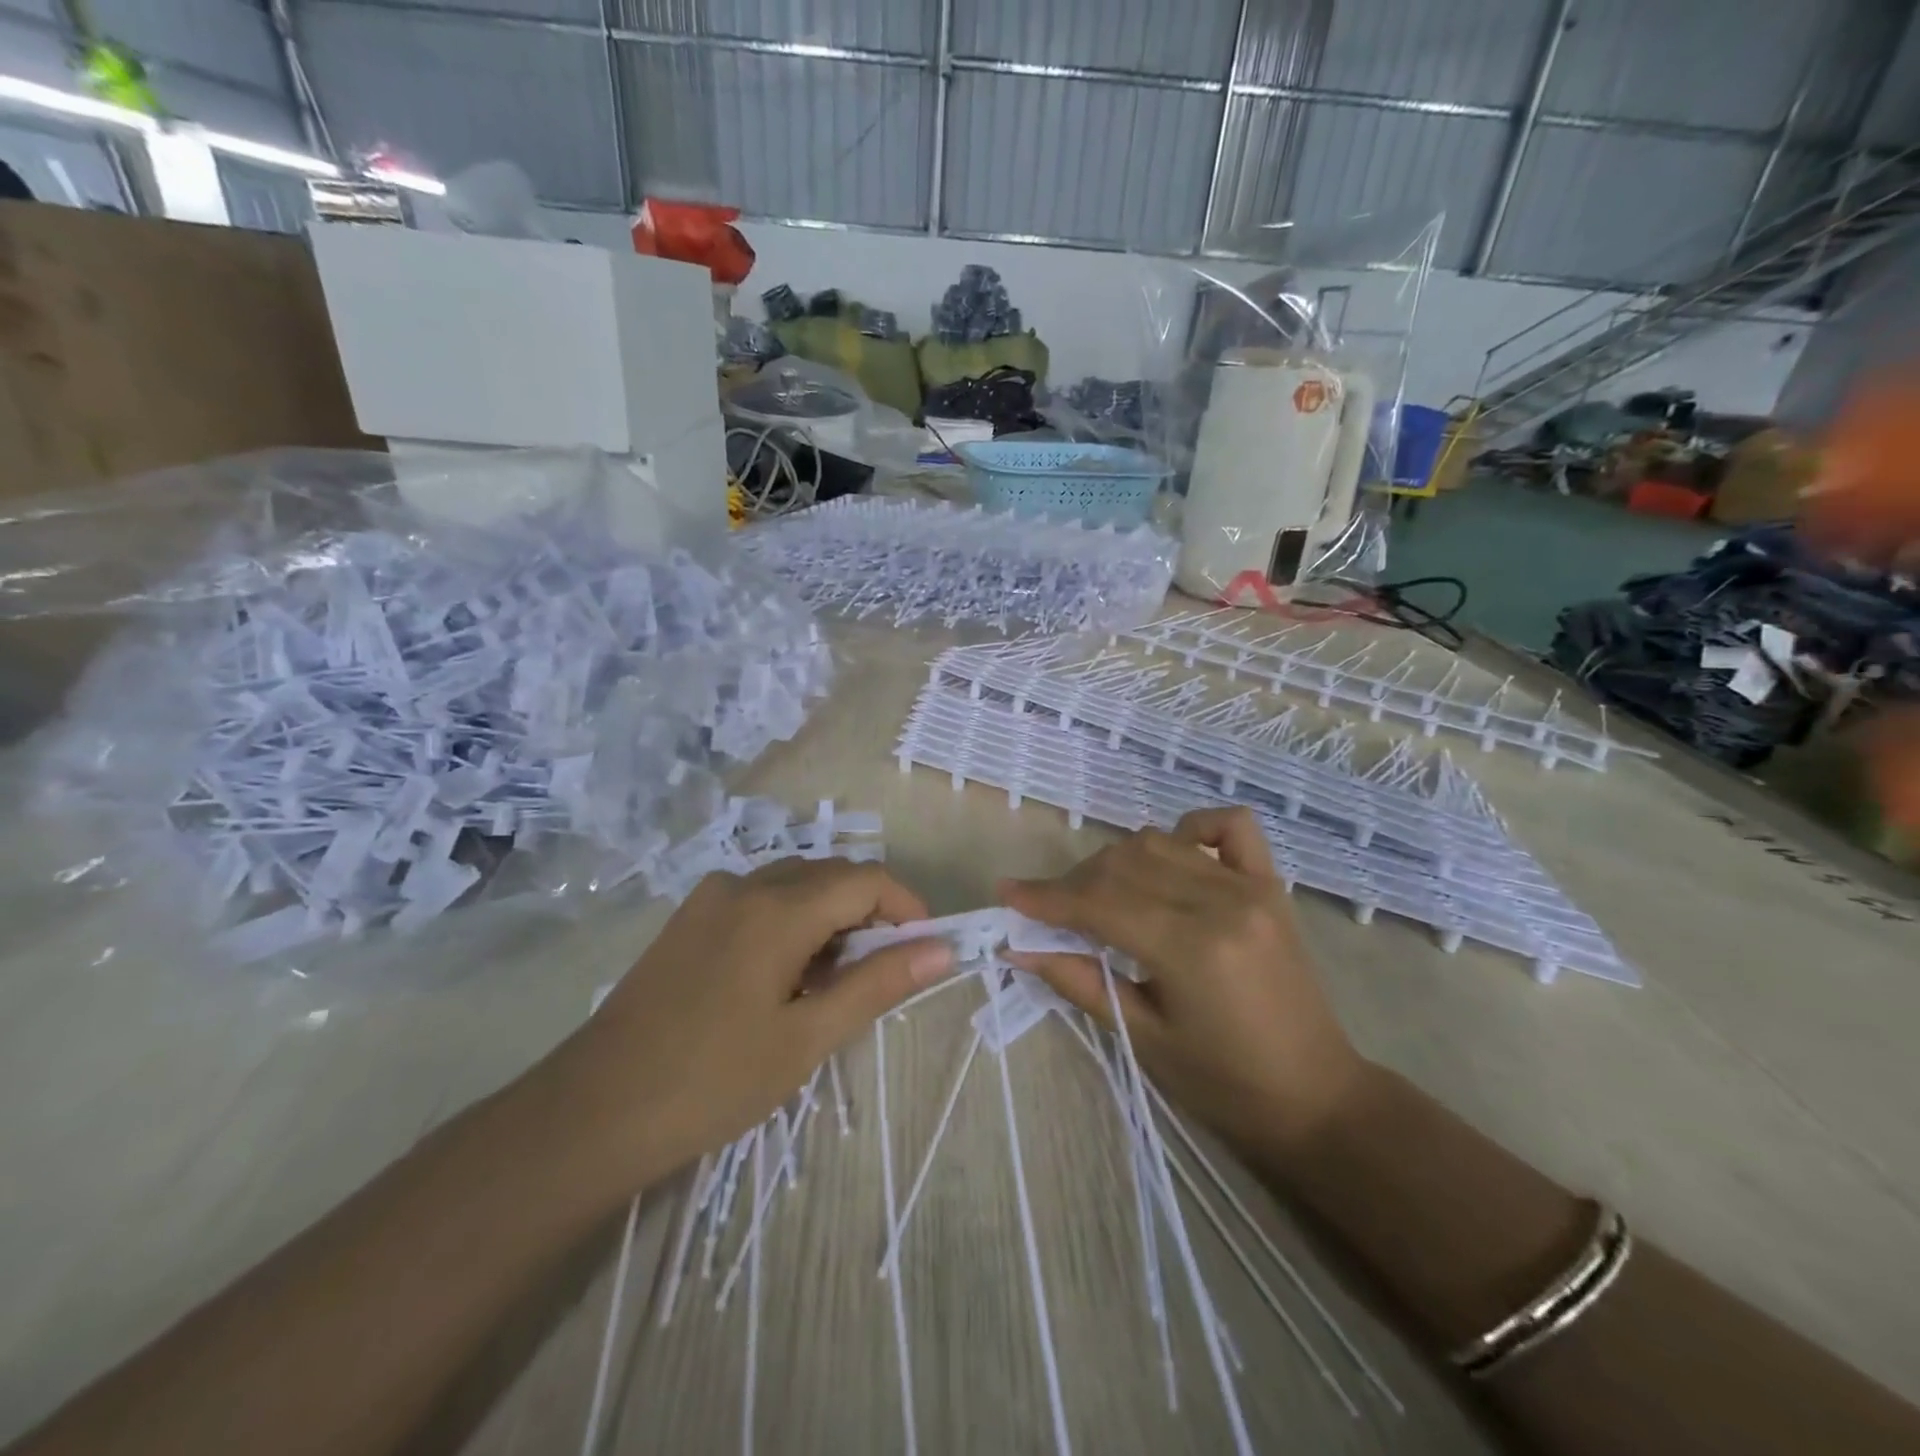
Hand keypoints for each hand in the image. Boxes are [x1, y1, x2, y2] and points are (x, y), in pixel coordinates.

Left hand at [548, 857, 951, 1188]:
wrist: (592, 1113)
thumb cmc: (712, 1081)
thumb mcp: (807, 1037)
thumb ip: (878, 984)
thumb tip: (942, 950)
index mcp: (777, 909)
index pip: (866, 880)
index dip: (906, 907)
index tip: (925, 950)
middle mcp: (745, 884)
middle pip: (831, 875)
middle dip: (869, 914)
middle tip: (879, 976)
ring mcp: (711, 897)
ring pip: (795, 885)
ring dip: (830, 919)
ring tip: (830, 985)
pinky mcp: (689, 918)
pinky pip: (760, 899)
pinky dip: (792, 921)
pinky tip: (782, 978)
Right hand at [1001, 808, 1366, 1163]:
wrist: (1316, 1098)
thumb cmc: (1224, 1084)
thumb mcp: (1144, 1040)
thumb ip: (1080, 983)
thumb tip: (1020, 948)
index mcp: (1190, 950)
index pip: (1099, 903)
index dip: (1046, 897)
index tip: (1007, 894)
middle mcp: (1220, 903)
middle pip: (1123, 864)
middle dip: (1074, 882)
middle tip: (1049, 911)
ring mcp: (1250, 888)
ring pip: (1160, 842)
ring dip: (1117, 860)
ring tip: (1098, 894)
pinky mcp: (1270, 885)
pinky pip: (1230, 826)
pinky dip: (1191, 827)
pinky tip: (1172, 852)